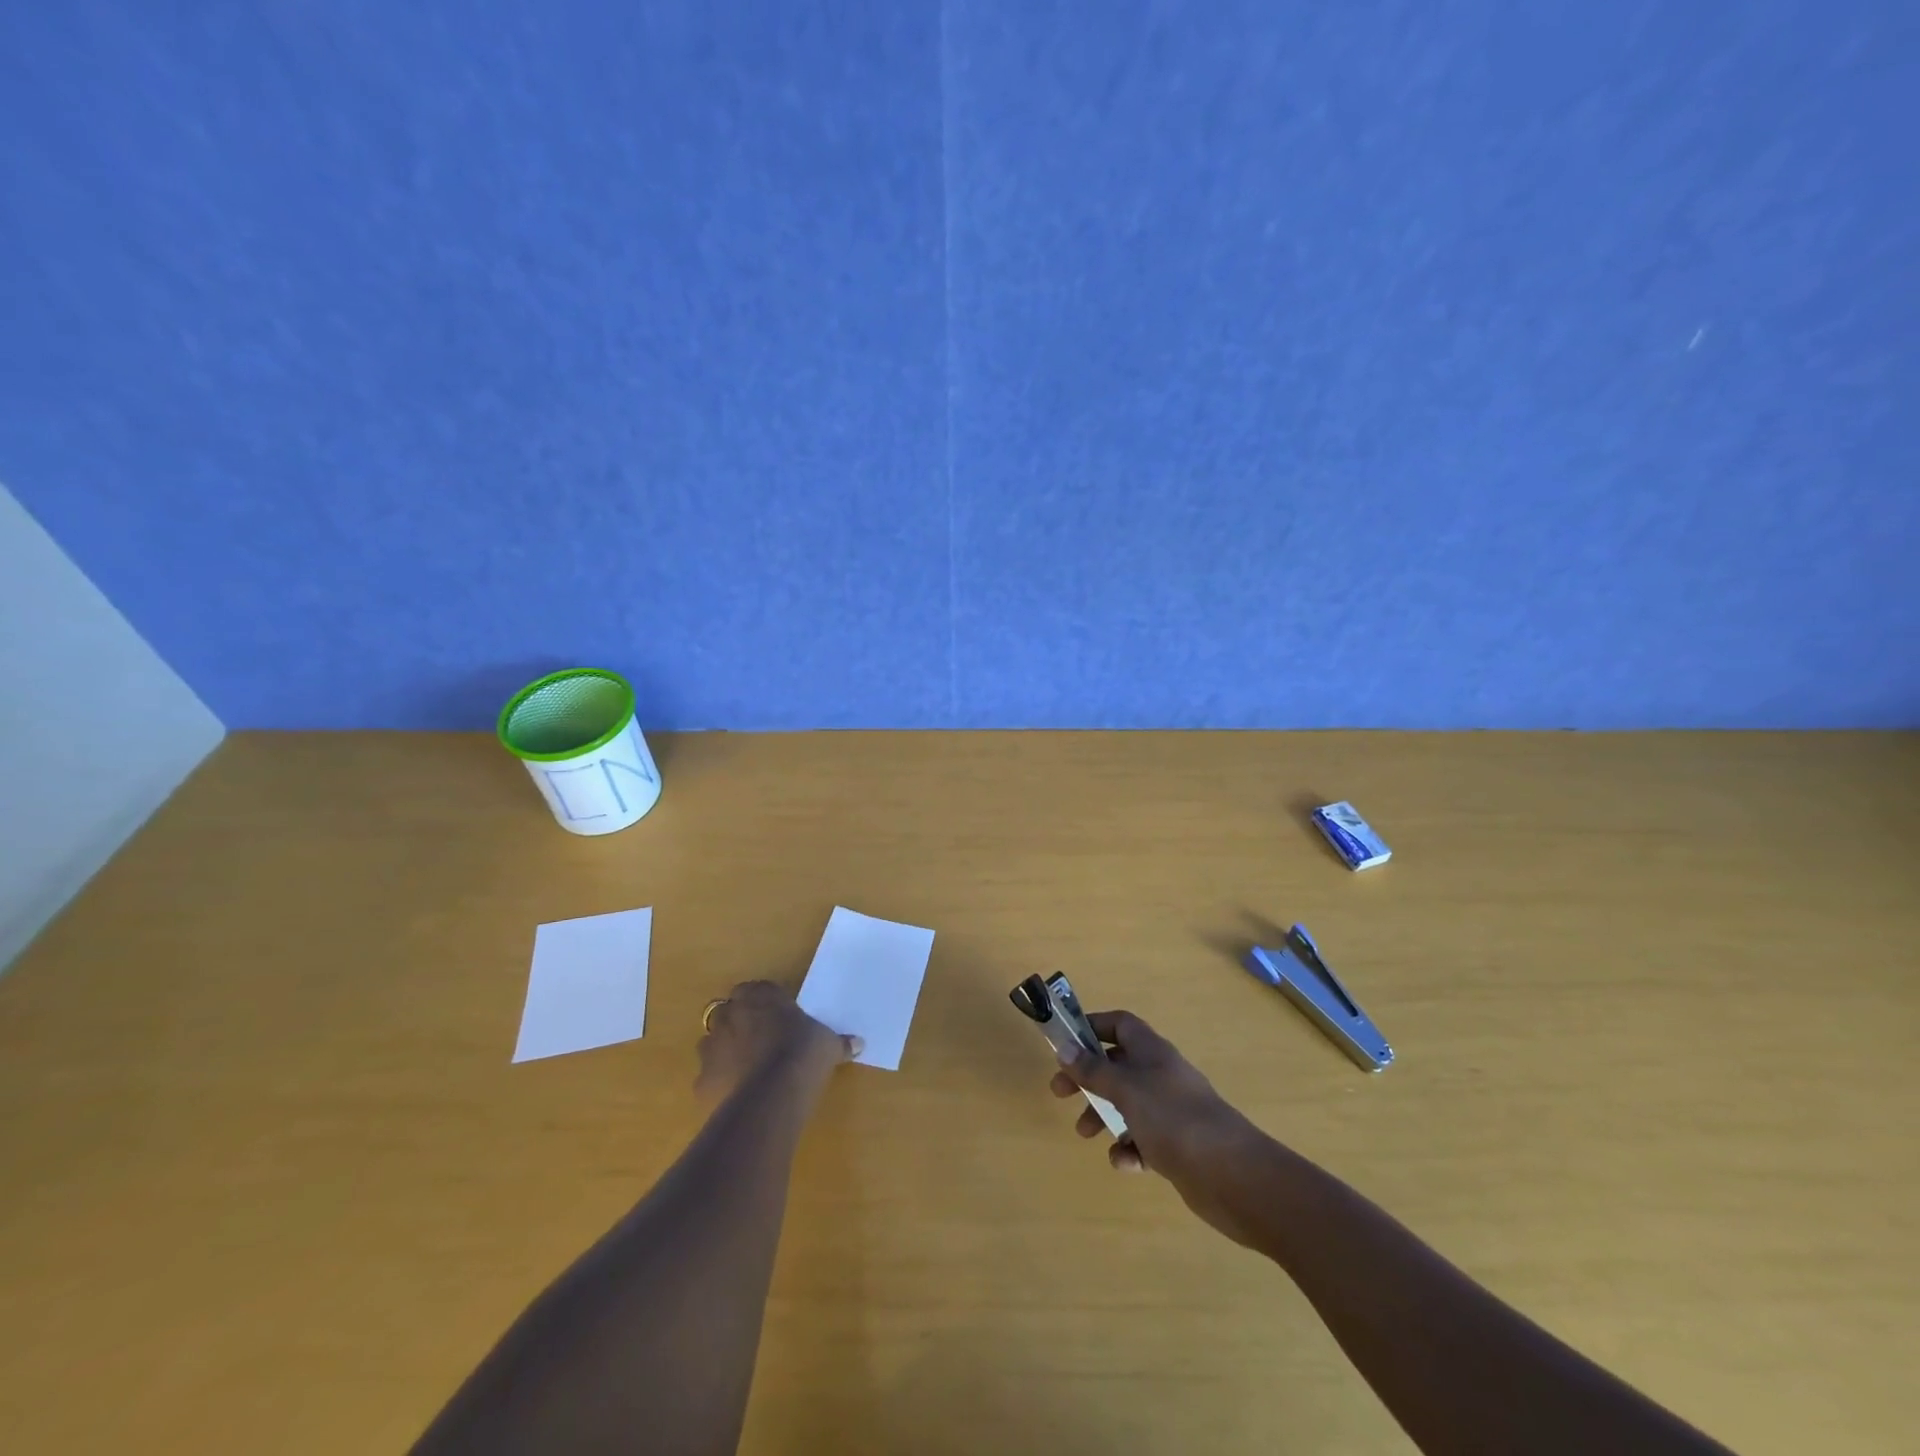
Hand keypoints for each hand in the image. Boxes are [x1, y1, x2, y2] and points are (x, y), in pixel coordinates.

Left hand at [696, 981, 858, 1100]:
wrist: (773, 1093)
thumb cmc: (803, 1053)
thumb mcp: (828, 1044)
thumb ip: (839, 1041)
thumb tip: (859, 1043)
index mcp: (760, 996)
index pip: (755, 989)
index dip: (763, 1003)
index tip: (776, 1017)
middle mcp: (731, 1014)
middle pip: (727, 1011)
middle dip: (738, 1023)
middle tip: (759, 1042)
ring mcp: (712, 1047)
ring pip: (712, 1043)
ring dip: (724, 1052)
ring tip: (746, 1070)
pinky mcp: (702, 1080)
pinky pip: (709, 1078)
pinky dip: (719, 1084)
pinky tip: (736, 1096)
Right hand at [1051, 1010, 1263, 1238]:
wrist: (1232, 1174)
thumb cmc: (1173, 1118)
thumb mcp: (1126, 1089)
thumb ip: (1093, 1070)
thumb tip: (1064, 1048)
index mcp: (1151, 1051)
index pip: (1120, 1024)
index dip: (1093, 1027)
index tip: (1066, 1042)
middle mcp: (1161, 1075)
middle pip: (1117, 1065)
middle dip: (1087, 1078)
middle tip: (1059, 1093)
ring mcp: (1171, 1111)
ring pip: (1127, 1105)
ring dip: (1103, 1115)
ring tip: (1085, 1134)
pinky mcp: (1178, 1146)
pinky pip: (1144, 1140)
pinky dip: (1129, 1149)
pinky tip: (1124, 1163)